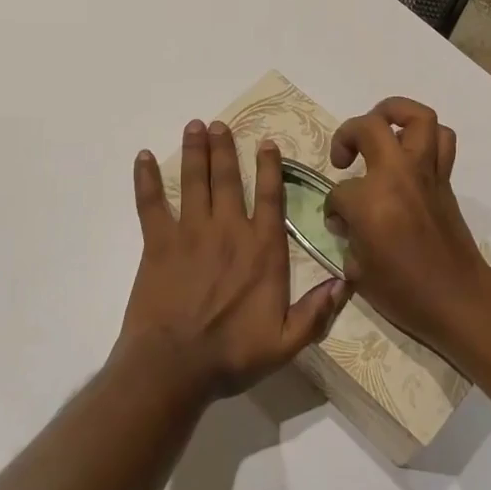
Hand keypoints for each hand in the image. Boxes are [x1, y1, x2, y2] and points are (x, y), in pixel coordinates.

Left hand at [118, 119, 346, 399]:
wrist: (175, 366)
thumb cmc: (233, 354)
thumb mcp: (287, 341)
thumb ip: (317, 311)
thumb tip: (347, 282)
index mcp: (262, 249)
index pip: (270, 198)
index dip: (269, 167)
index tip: (266, 142)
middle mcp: (229, 230)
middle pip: (228, 179)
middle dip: (225, 148)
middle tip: (219, 123)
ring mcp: (191, 232)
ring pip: (194, 182)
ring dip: (194, 152)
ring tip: (194, 126)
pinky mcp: (158, 243)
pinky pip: (151, 203)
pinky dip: (145, 179)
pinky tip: (142, 157)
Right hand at [323, 98, 490, 355]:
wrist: (457, 298)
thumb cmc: (403, 292)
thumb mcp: (357, 270)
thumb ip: (348, 236)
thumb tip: (348, 221)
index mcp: (370, 201)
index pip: (339, 191)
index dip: (334, 209)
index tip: (340, 225)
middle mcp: (398, 176)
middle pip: (370, 127)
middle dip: (348, 134)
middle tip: (344, 157)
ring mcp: (426, 173)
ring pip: (417, 117)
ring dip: (394, 114)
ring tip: (380, 129)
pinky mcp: (445, 179)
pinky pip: (441, 141)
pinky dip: (425, 137)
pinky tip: (408, 154)